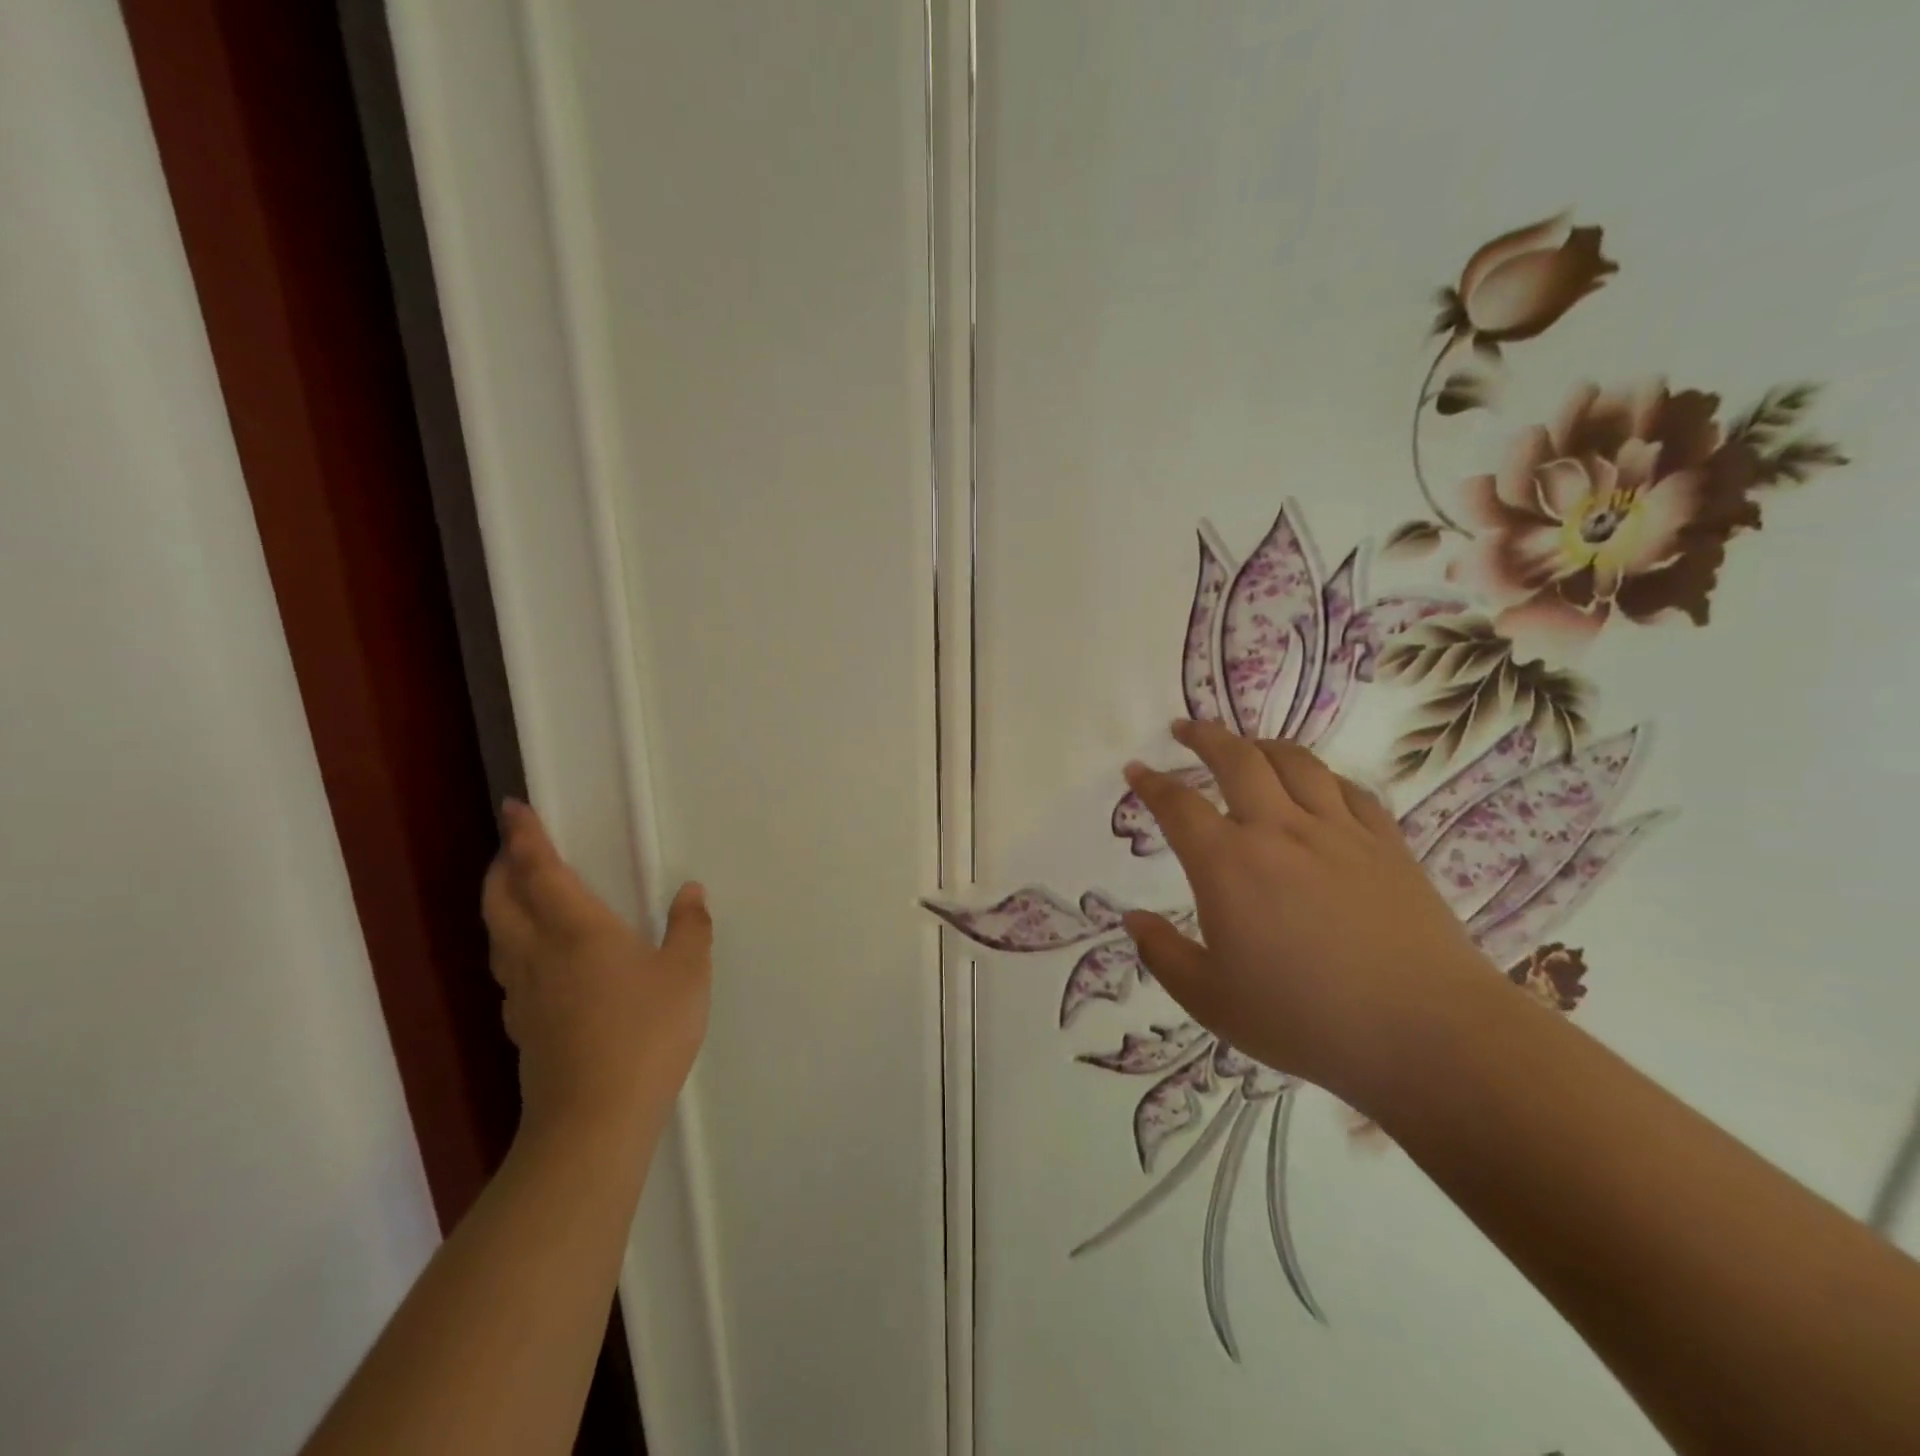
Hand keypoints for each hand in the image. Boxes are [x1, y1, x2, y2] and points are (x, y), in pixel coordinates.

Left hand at [481, 800, 712, 1149]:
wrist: (595, 1118)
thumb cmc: (646, 1032)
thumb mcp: (687, 973)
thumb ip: (690, 927)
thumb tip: (691, 891)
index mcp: (577, 929)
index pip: (540, 870)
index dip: (525, 836)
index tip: (514, 807)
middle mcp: (539, 953)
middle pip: (501, 900)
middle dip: (501, 867)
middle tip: (510, 847)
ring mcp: (524, 993)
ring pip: (498, 936)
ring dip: (500, 904)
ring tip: (515, 893)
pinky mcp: (523, 1026)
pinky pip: (508, 969)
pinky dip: (512, 944)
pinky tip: (534, 959)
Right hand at [1121, 719, 1489, 1105]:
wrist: (1427, 1033)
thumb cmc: (1305, 1020)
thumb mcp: (1210, 1000)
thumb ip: (1162, 954)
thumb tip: (1132, 918)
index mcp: (1228, 865)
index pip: (1178, 805)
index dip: (1151, 783)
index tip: (1135, 769)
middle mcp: (1279, 831)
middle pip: (1237, 760)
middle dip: (1204, 737)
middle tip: (1185, 728)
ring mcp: (1338, 831)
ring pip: (1295, 762)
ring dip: (1262, 744)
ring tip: (1247, 745)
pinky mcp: (1386, 843)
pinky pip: (1349, 790)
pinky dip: (1323, 776)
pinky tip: (1318, 784)